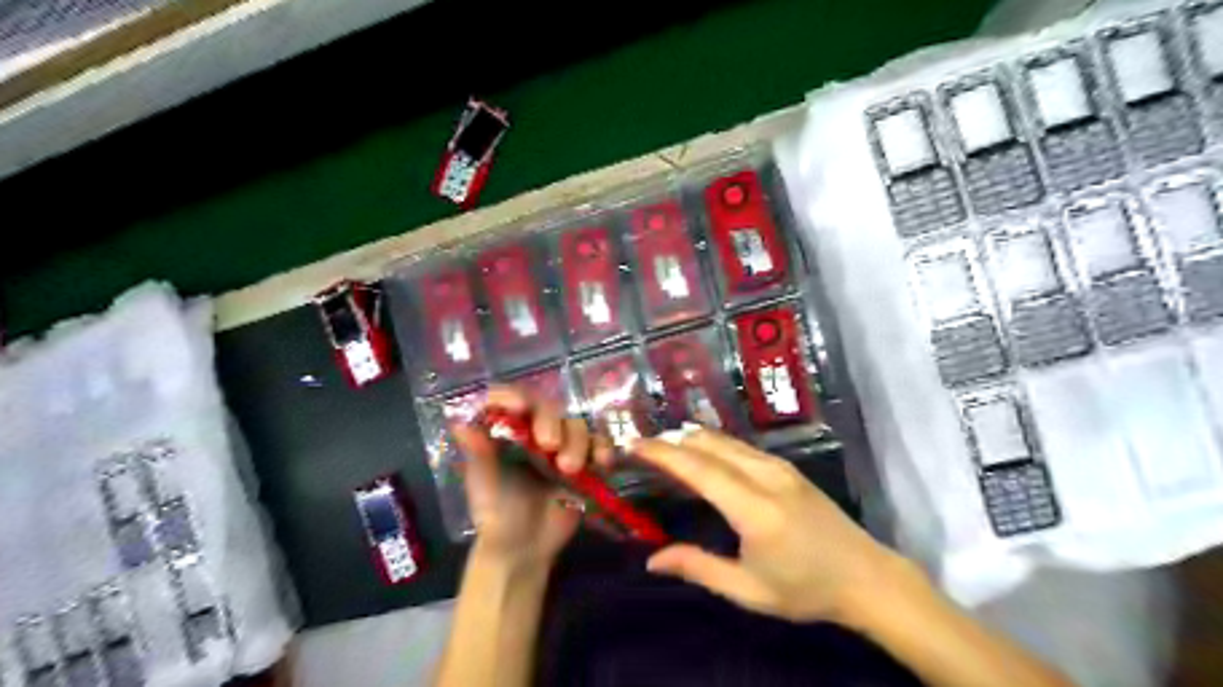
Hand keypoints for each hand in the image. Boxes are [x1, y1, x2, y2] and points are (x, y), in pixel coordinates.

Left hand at [452, 387, 616, 569]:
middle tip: (549, 445)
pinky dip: (603, 448)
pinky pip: (599, 444)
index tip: (519, 406)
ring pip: (575, 425)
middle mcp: (533, 431)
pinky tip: (602, 462)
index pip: (505, 400)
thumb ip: (477, 453)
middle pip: (547, 408)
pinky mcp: (585, 461)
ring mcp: (561, 445)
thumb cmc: (496, 514)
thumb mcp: (483, 484)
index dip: (512, 396)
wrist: (524, 549)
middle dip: (551, 421)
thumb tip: (459, 423)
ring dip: (577, 442)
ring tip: (568, 469)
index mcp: (504, 431)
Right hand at [635, 433, 910, 624]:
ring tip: (663, 444)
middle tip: (641, 444)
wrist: (866, 577)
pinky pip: (741, 446)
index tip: (634, 444)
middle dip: (672, 440)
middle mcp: (766, 476)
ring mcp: (780, 467)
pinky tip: (701, 449)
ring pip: (726, 441)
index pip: (699, 469)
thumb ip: (699, 568)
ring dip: (691, 438)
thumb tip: (652, 559)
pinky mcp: (788, 467)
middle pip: (710, 445)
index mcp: (755, 508)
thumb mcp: (749, 591)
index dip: (663, 454)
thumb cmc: (805, 589)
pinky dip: (712, 443)